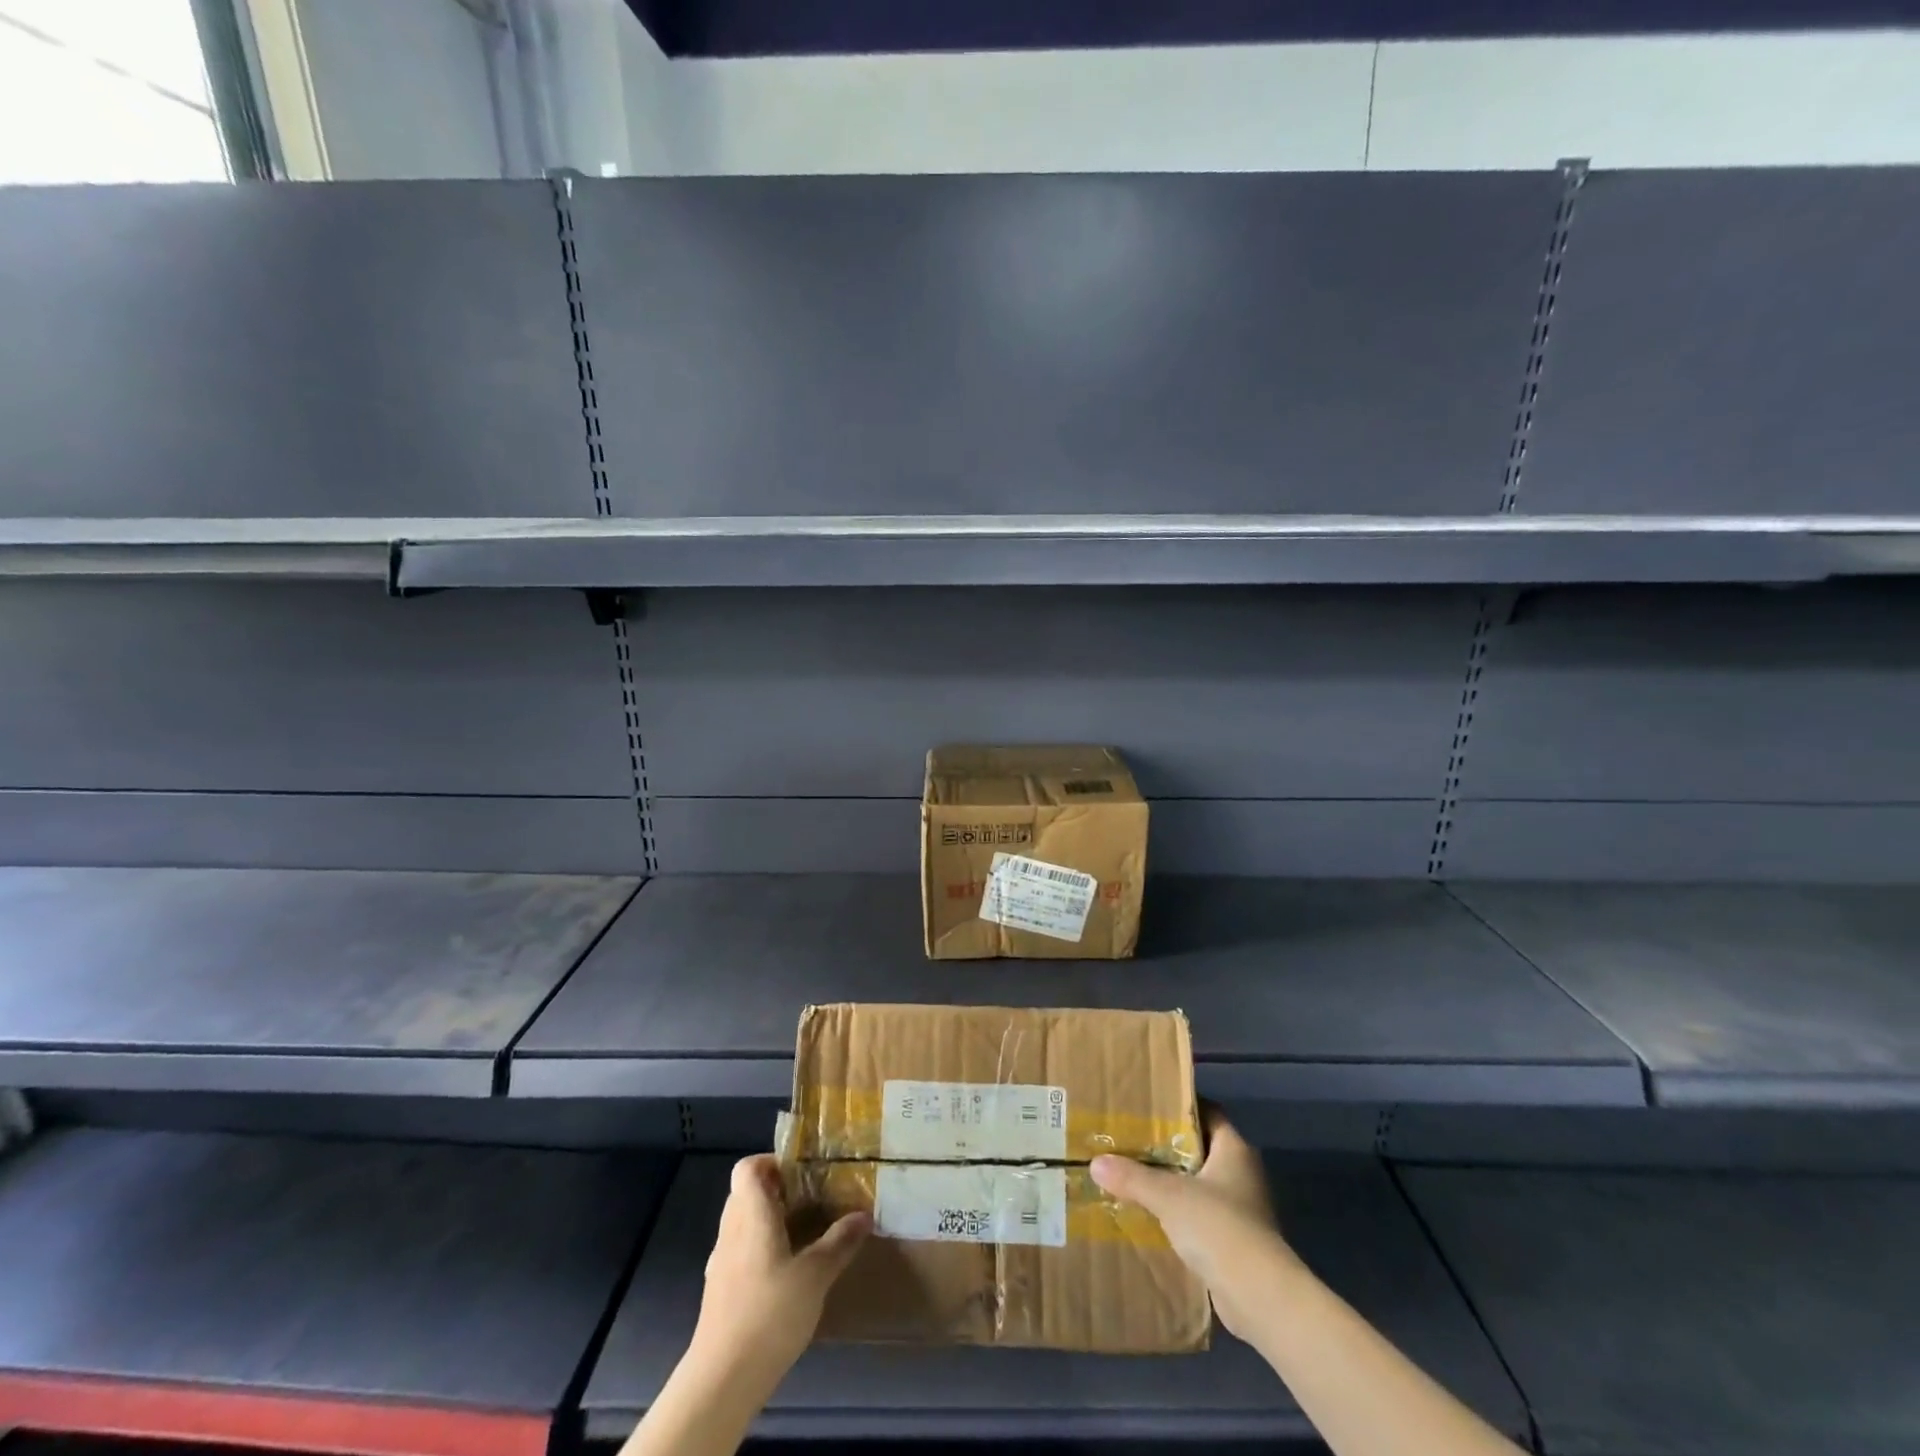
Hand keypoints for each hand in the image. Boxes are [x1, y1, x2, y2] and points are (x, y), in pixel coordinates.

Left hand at [691, 1154, 870, 1383]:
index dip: (771, 1161)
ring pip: (743, 1223)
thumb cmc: (770, 1313)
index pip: (748, 1167)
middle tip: (812, 1198)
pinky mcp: (720, 1291)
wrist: (722, 1380)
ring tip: (804, 1232)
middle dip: (777, 1190)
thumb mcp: (815, 1275)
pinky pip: (740, 1251)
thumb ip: (840, 1242)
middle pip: (746, 1193)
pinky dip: (761, 1248)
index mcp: (751, 1214)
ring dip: (769, 1220)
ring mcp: (721, 1262)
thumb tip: (864, 1214)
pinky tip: (786, 1271)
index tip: (801, 1171)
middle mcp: (731, 1230)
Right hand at [1091, 1107, 1301, 1342]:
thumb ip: (1132, 1177)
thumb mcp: (1168, 1195)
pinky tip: (1151, 1217)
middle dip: (1169, 1147)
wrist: (1259, 1296)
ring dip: (1173, 1183)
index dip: (1182, 1107)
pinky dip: (1180, 1216)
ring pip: (1200, 1185)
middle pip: (1201, 1149)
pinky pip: (1201, 1217)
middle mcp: (1242, 1174)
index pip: (1208, 1113)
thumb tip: (1096, 1163)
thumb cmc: (1218, 1226)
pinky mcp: (1236, 1243)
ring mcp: (1242, 1210)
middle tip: (1132, 1139)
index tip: (1150, 1106)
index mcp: (1234, 1149)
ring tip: (1134, 1176)